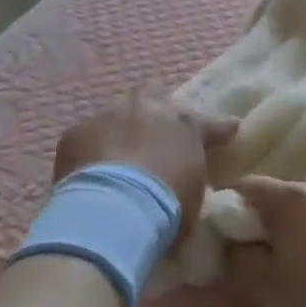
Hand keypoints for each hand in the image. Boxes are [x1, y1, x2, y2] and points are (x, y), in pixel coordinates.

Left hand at [54, 96, 236, 242]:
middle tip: (152, 132)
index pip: (209, 124)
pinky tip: (87, 174)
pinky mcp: (75, 132)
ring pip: (115, 116)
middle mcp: (148, 110)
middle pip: (154, 96)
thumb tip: (184, 177)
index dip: (218, 128)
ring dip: (118, 133)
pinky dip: (88, 152)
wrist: (115, 210)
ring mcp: (109, 116)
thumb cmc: (166, 207)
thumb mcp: (192, 195)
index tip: (229, 129)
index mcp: (185, 126)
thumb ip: (190, 175)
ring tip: (113, 161)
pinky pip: (85, 138)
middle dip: (154, 111)